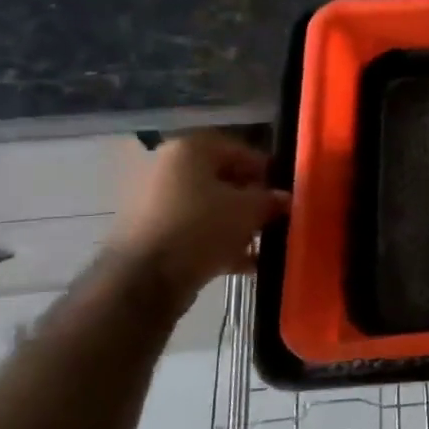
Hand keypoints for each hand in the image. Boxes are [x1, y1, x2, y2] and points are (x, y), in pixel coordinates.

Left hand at [111, 132, 289, 302]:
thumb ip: (271, 200)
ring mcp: (153, 200)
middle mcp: (167, 166)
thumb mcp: (249, 211)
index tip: (284, 193)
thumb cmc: (201, 228)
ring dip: (235, 224)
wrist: (143, 279)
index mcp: (190, 149)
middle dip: (250, 200)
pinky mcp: (149, 232)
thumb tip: (285, 199)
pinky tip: (242, 263)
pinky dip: (216, 242)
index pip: (239, 150)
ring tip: (259, 245)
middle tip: (272, 218)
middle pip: (221, 179)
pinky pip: (192, 229)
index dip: (266, 171)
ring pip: (207, 207)